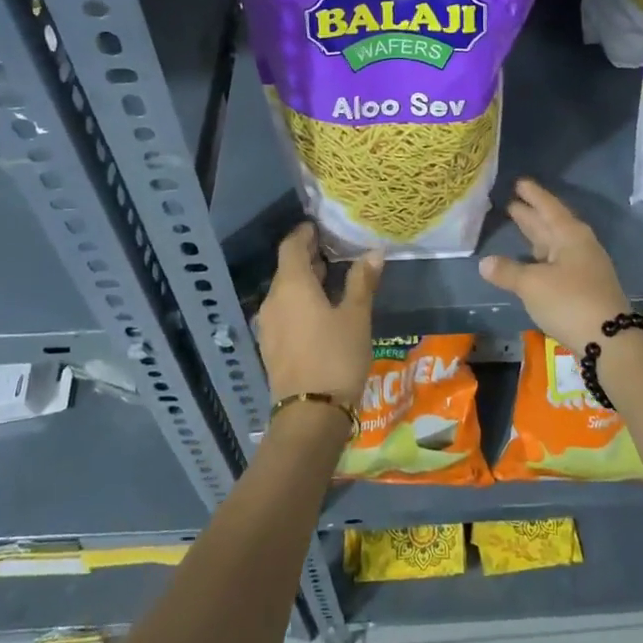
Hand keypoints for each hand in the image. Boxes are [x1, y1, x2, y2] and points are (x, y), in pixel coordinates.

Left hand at [254, 224, 382, 407]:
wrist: (310, 415)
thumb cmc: (336, 356)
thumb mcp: (356, 316)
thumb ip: (362, 282)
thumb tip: (373, 252)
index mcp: (291, 285)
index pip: (291, 246)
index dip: (305, 234)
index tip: (321, 228)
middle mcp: (273, 300)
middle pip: (287, 268)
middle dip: (308, 257)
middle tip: (334, 251)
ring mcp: (269, 325)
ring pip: (285, 291)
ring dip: (304, 281)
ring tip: (331, 279)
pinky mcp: (271, 345)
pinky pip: (284, 311)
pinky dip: (299, 302)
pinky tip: (320, 311)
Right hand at [478, 179, 633, 350]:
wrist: (610, 341)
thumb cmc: (569, 302)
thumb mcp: (532, 284)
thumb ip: (508, 271)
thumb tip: (485, 262)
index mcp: (570, 235)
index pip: (548, 207)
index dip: (533, 195)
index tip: (519, 182)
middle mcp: (580, 246)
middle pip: (552, 224)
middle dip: (531, 214)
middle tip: (511, 202)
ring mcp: (584, 267)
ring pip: (555, 244)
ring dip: (536, 235)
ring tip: (519, 224)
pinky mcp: (584, 288)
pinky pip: (557, 262)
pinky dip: (541, 257)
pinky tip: (531, 261)